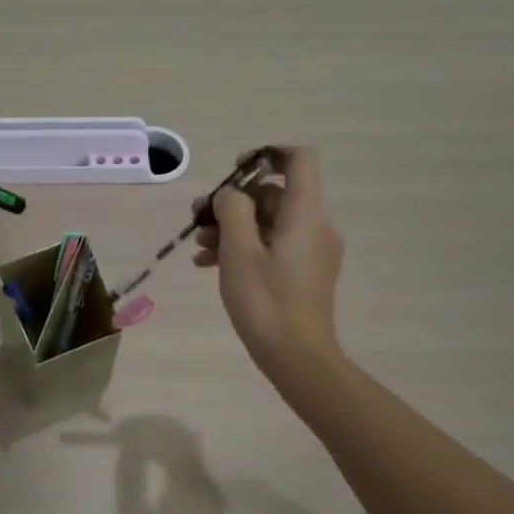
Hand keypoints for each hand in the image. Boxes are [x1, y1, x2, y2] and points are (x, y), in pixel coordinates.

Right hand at [193, 147, 343, 380]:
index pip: (299, 160)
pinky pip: (273, 245)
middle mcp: (315, 225)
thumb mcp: (238, 251)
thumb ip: (232, 210)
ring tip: (198, 248)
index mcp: (305, 214)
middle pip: (274, 195)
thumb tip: (231, 195)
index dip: (267, 155)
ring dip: (232, 228)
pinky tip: (209, 265)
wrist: (297, 357)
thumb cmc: (265, 301)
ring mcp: (312, 251)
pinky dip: (244, 248)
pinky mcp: (304, 272)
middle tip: (197, 219)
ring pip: (268, 222)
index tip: (234, 170)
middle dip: (233, 203)